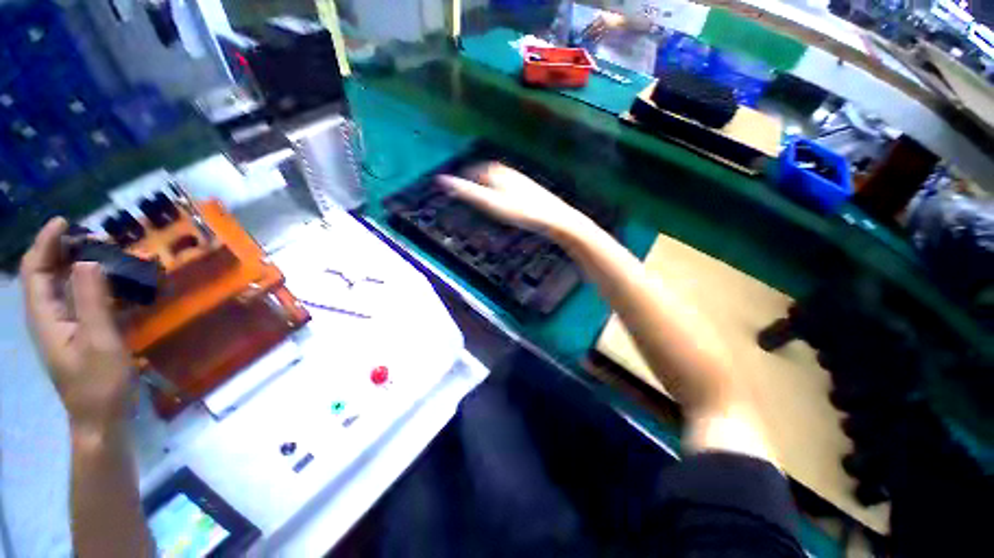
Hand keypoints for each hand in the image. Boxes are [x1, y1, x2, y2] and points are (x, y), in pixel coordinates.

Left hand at [21, 218, 132, 432]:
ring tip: (113, 255)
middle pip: (47, 273)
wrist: (102, 418)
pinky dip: (97, 284)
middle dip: (67, 249)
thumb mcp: (100, 341)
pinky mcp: (81, 333)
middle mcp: (49, 316)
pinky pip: (83, 299)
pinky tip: (119, 284)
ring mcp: (65, 326)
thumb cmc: (100, 383)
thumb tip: (89, 260)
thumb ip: (92, 301)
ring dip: (84, 265)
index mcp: (46, 317)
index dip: (46, 243)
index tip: (68, 222)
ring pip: (66, 285)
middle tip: (100, 239)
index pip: (35, 270)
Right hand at [438, 163, 590, 237]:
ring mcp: (520, 179)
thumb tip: (442, 181)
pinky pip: (509, 188)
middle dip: (476, 183)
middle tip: (469, 196)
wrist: (554, 217)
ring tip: (485, 202)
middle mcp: (508, 171)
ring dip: (489, 189)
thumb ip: (467, 191)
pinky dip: (502, 194)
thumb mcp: (491, 203)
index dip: (463, 182)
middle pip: (485, 175)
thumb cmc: (521, 211)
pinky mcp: (529, 189)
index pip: (472, 173)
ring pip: (498, 181)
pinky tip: (506, 205)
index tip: (456, 193)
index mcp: (496, 171)